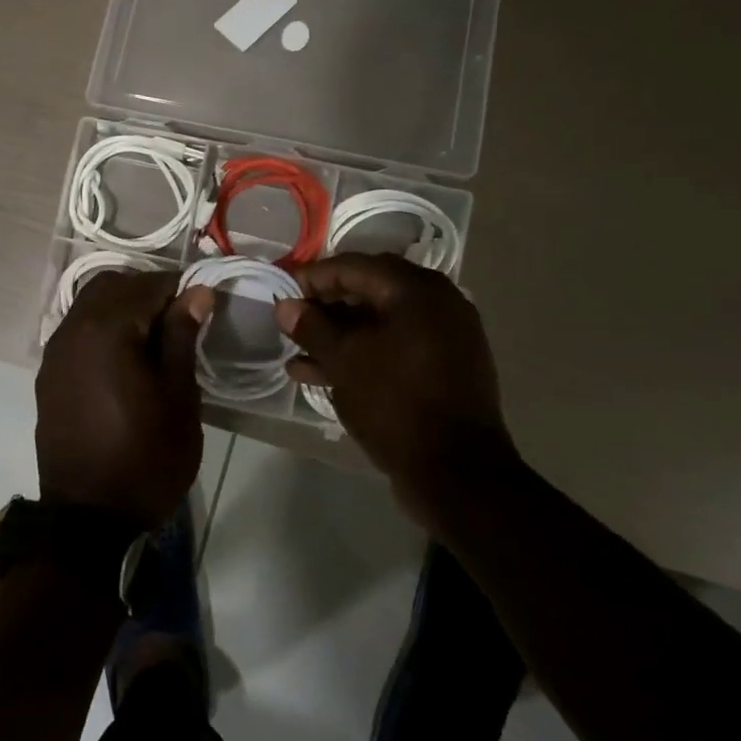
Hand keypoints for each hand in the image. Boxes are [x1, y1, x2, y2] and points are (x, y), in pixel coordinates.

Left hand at [36, 269, 214, 527]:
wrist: (89, 518)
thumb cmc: (146, 456)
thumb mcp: (178, 397)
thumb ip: (182, 336)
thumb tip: (196, 292)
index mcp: (107, 329)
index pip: (148, 284)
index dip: (179, 290)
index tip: (202, 308)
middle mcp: (73, 329)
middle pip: (112, 286)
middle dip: (147, 292)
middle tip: (179, 322)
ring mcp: (55, 353)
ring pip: (90, 305)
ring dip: (123, 309)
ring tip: (153, 341)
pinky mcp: (48, 375)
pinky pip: (77, 332)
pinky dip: (102, 329)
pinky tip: (124, 360)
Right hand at [273, 253, 514, 525]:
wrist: (458, 473)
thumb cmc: (395, 404)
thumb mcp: (344, 362)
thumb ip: (312, 327)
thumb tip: (285, 306)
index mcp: (416, 289)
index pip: (353, 266)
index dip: (312, 278)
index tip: (282, 293)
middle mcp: (438, 302)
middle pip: (369, 291)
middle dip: (326, 307)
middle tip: (292, 322)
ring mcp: (446, 337)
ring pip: (381, 323)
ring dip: (340, 335)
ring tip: (298, 354)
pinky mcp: (446, 368)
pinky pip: (396, 348)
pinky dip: (364, 354)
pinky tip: (322, 375)